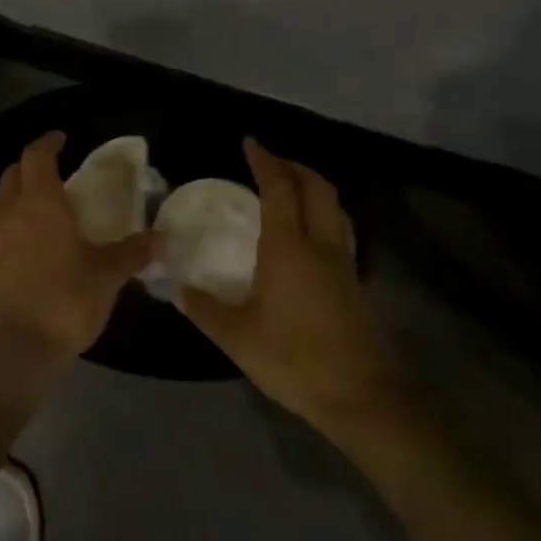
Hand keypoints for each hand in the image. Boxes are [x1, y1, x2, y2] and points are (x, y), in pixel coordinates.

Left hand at [0, 131, 155, 382]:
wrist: (4, 348)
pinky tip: (23, 249)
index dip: (48, 142)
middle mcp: (7, 211)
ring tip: (38, 210)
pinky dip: (7, 229)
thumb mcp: (104, 278)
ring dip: (15, 197)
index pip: (37, 156)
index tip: (61, 138)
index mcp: (39, 202)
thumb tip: (162, 238)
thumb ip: (131, 254)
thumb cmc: (60, 301)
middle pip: (12, 174)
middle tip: (52, 173)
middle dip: (30, 167)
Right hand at [182, 140, 406, 435]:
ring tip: (290, 187)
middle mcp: (320, 245)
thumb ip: (205, 309)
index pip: (279, 189)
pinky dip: (323, 212)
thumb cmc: (295, 359)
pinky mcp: (354, 282)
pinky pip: (339, 229)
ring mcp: (343, 263)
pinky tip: (308, 232)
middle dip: (294, 166)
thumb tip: (178, 289)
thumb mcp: (237, 337)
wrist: (362, 397)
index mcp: (289, 248)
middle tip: (269, 160)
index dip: (265, 161)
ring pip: (334, 206)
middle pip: (316, 188)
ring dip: (313, 186)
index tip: (250, 143)